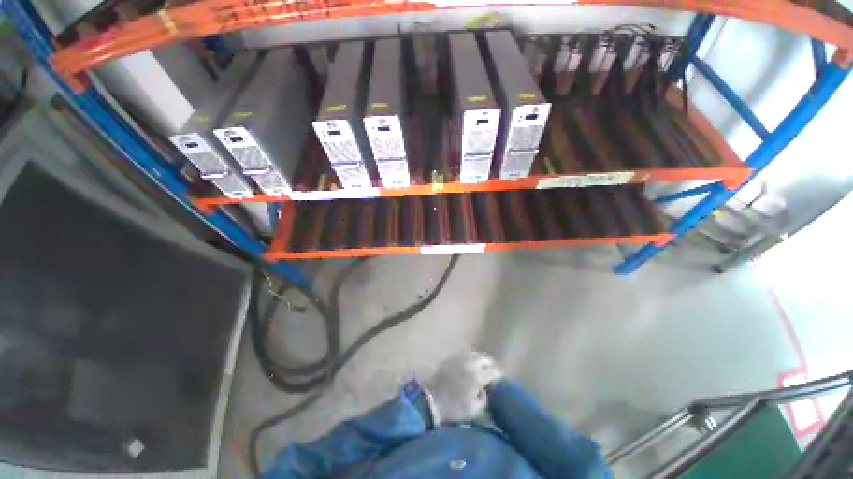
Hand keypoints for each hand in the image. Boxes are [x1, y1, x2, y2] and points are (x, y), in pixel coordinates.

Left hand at [422, 352, 502, 425]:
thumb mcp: (474, 410)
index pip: (493, 371)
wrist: (430, 400)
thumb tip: (485, 390)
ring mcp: (459, 358)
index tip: (498, 383)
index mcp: (477, 376)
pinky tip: (468, 367)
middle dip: (489, 366)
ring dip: (480, 361)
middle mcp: (470, 363)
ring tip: (480, 370)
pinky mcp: (451, 358)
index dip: (498, 377)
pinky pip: (464, 355)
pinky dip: (470, 359)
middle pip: (485, 359)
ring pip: (475, 354)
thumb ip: (484, 398)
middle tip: (490, 375)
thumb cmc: (454, 408)